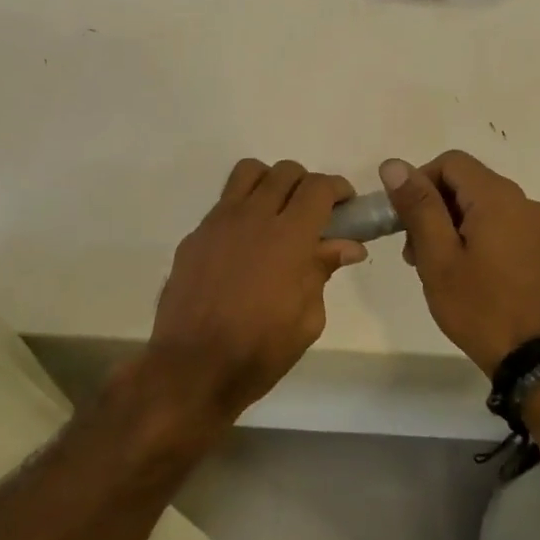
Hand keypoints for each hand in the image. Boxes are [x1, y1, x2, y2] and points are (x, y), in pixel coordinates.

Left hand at [139, 159, 366, 425]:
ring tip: (276, 214)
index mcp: (289, 236)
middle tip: (313, 215)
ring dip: (270, 183)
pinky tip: (243, 247)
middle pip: (285, 171)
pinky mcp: (195, 236)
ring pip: (248, 173)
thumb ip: (323, 271)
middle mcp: (253, 217)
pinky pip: (223, 204)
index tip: (345, 207)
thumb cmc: (260, 351)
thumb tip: (347, 245)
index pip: (318, 187)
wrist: (193, 367)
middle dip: (306, 185)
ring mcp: (218, 222)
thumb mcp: (308, 318)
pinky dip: (241, 211)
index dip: (338, 189)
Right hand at [381, 151, 539, 376]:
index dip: (420, 182)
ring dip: (451, 224)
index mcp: (498, 198)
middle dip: (433, 207)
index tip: (404, 221)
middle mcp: (523, 201)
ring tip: (436, 267)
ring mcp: (537, 226)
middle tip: (414, 251)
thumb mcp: (438, 257)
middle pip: (466, 182)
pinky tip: (464, 273)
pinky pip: (500, 225)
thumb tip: (394, 166)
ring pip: (482, 205)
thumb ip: (417, 206)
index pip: (450, 162)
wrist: (537, 359)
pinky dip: (475, 236)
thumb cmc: (480, 307)